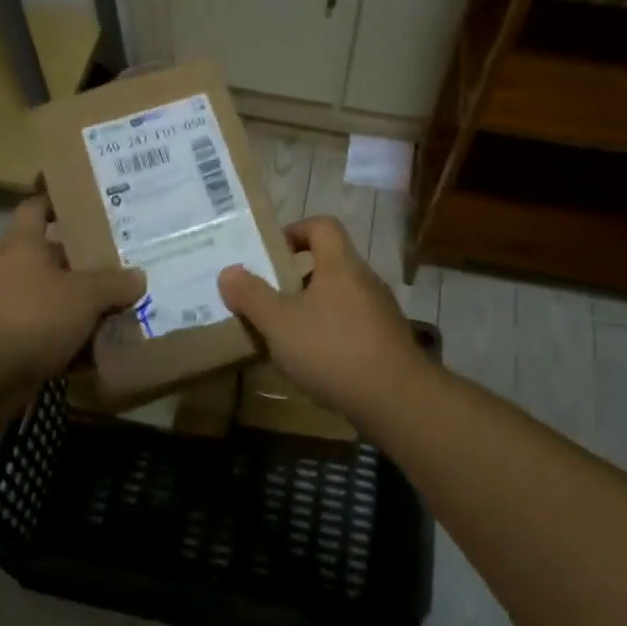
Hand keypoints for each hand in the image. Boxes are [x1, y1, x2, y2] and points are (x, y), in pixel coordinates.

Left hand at [0, 197, 145, 405]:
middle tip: (131, 260)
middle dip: (92, 262)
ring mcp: (14, 311)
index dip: (60, 200)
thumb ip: (114, 283)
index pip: (38, 207)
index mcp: (24, 244)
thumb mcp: (83, 294)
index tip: (90, 200)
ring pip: (60, 301)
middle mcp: (16, 271)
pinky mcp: (17, 347)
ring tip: (131, 306)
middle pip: (58, 258)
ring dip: (89, 308)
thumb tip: (139, 277)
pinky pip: (56, 338)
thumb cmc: (29, 315)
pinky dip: (79, 344)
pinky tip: (111, 349)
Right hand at [217, 216, 423, 413]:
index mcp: (340, 264)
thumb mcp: (279, 323)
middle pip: (328, 263)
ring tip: (284, 335)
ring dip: (311, 309)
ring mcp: (380, 312)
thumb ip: (251, 296)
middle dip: (295, 278)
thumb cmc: (333, 349)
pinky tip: (313, 363)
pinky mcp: (386, 342)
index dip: (294, 231)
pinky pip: (351, 325)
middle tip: (267, 299)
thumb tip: (229, 271)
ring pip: (339, 297)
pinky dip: (330, 334)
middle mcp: (364, 279)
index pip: (322, 225)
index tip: (270, 254)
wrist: (397, 400)